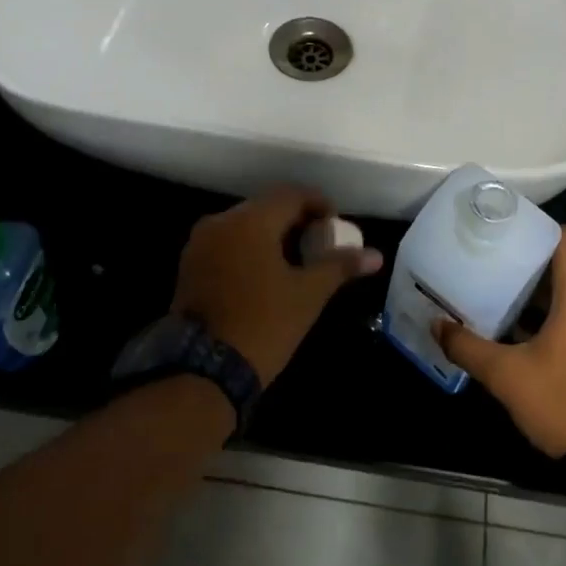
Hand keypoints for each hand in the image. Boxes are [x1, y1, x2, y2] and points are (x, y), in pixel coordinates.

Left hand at [173, 186, 383, 386]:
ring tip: (295, 262)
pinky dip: (249, 248)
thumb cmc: (263, 324)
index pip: (292, 194)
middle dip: (295, 220)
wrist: (203, 371)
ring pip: (245, 224)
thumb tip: (376, 256)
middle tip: (319, 245)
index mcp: (251, 220)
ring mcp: (200, 243)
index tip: (335, 226)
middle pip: (266, 206)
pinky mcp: (189, 265)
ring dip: (271, 235)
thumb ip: (340, 266)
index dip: (319, 204)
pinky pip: (227, 242)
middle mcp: (221, 221)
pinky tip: (266, 274)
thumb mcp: (308, 295)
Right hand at [433, 227, 565, 456]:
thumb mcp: (506, 377)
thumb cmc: (564, 404)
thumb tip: (436, 325)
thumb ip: (468, 347)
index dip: (538, 227)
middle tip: (493, 265)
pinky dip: (556, 319)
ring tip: (502, 298)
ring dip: (541, 297)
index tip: (506, 229)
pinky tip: (525, 336)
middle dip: (530, 265)